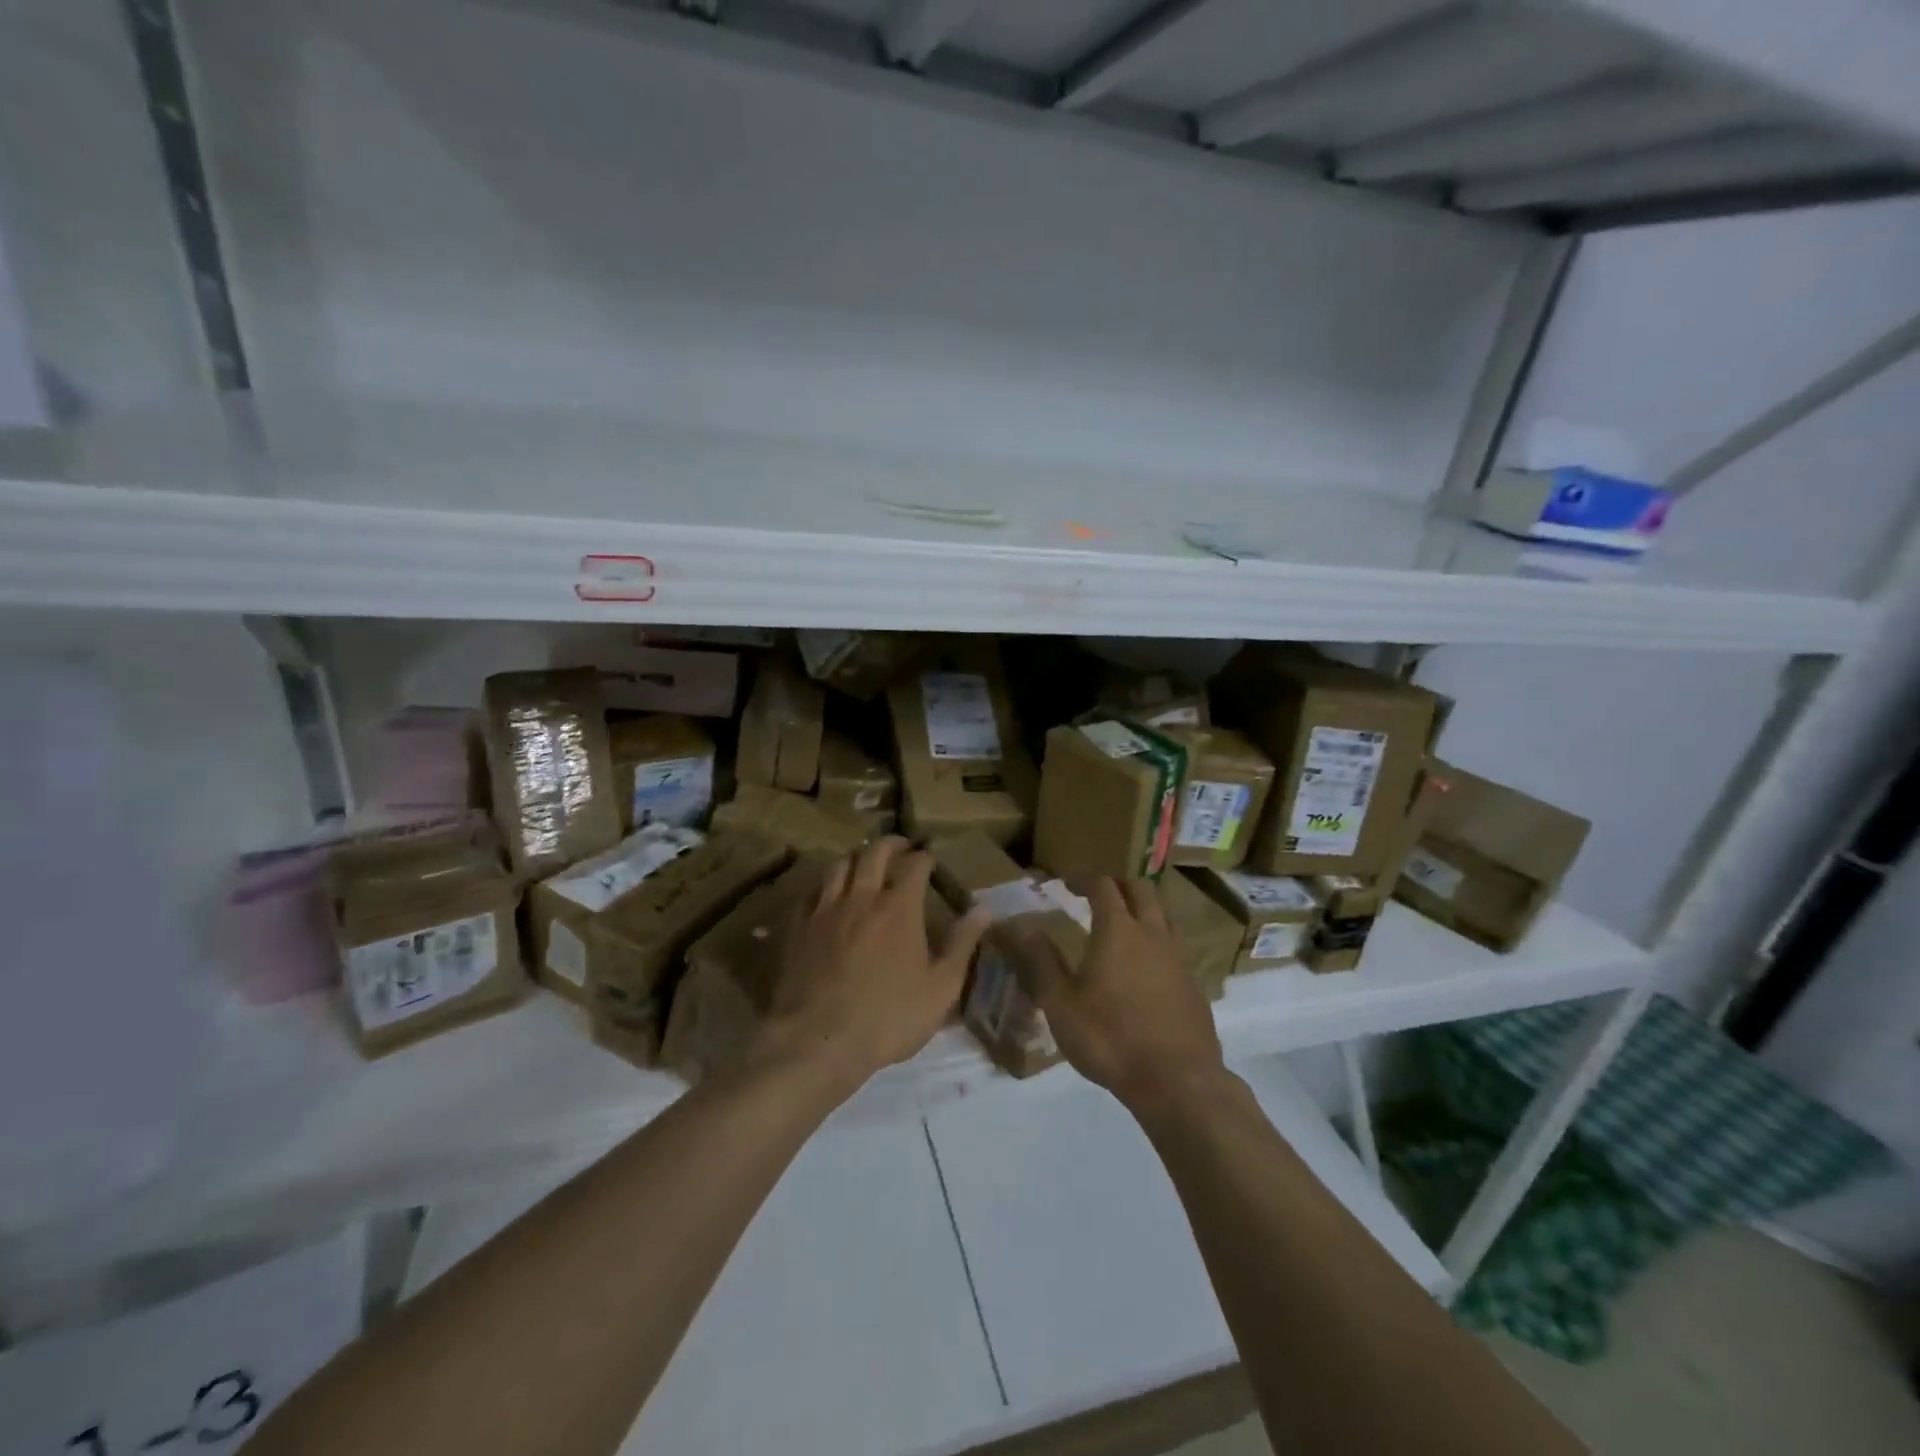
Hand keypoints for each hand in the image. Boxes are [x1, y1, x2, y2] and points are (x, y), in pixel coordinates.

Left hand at [762, 838, 989, 1092]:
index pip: (914, 864)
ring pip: (839, 865)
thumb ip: (962, 944)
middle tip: (901, 847)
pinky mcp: (799, 926)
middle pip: (873, 853)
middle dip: (891, 844)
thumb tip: (983, 909)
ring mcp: (826, 909)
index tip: (930, 857)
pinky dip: (826, 884)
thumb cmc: (889, 1017)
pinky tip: (829, 893)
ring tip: (864, 862)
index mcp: (899, 907)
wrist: (819, 1040)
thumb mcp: (941, 988)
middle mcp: (862, 897)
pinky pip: (812, 891)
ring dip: (856, 857)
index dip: (924, 856)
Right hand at [1016, 876, 1226, 1115]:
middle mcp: (1152, 933)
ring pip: (1163, 914)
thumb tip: (1021, 925)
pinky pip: (1174, 945)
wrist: (1177, 1081)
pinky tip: (1145, 965)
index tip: (1066, 881)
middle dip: (1116, 883)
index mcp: (1118, 930)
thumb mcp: (1060, 1003)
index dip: (1083, 878)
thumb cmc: (1110, 1038)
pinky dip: (1156, 939)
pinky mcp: (1193, 984)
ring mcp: (1178, 958)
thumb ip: (1041, 960)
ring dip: (1142, 908)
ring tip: (1123, 923)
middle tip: (1096, 893)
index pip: (1103, 885)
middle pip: (1140, 889)